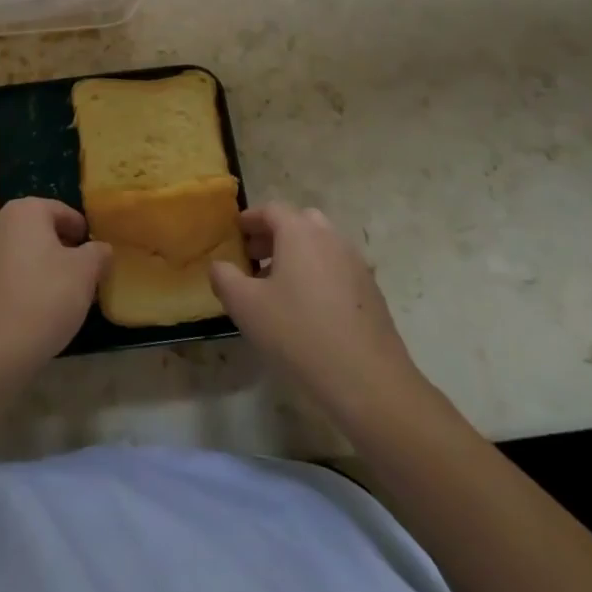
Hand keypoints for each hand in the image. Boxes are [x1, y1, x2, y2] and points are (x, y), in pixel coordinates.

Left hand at [0, 197, 109, 372]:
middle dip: (64, 248)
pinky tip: (40, 305)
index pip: (63, 211)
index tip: (96, 254)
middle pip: (41, 229)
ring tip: (65, 292)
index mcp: (25, 210)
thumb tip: (101, 248)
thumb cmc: (46, 297)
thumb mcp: (85, 272)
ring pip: (24, 250)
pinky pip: (9, 270)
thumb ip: (98, 253)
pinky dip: (26, 280)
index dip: (83, 232)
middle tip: (85, 273)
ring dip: (45, 264)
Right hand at [209, 204, 424, 419]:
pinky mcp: (371, 292)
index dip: (250, 219)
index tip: (235, 234)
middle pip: (300, 222)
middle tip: (255, 258)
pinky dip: (318, 274)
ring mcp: (356, 264)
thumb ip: (224, 278)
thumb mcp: (245, 306)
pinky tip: (307, 309)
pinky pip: (337, 269)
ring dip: (297, 255)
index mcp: (300, 232)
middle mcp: (331, 238)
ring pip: (321, 246)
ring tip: (278, 287)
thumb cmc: (299, 333)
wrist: (369, 382)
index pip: (271, 210)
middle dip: (275, 235)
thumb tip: (220, 266)